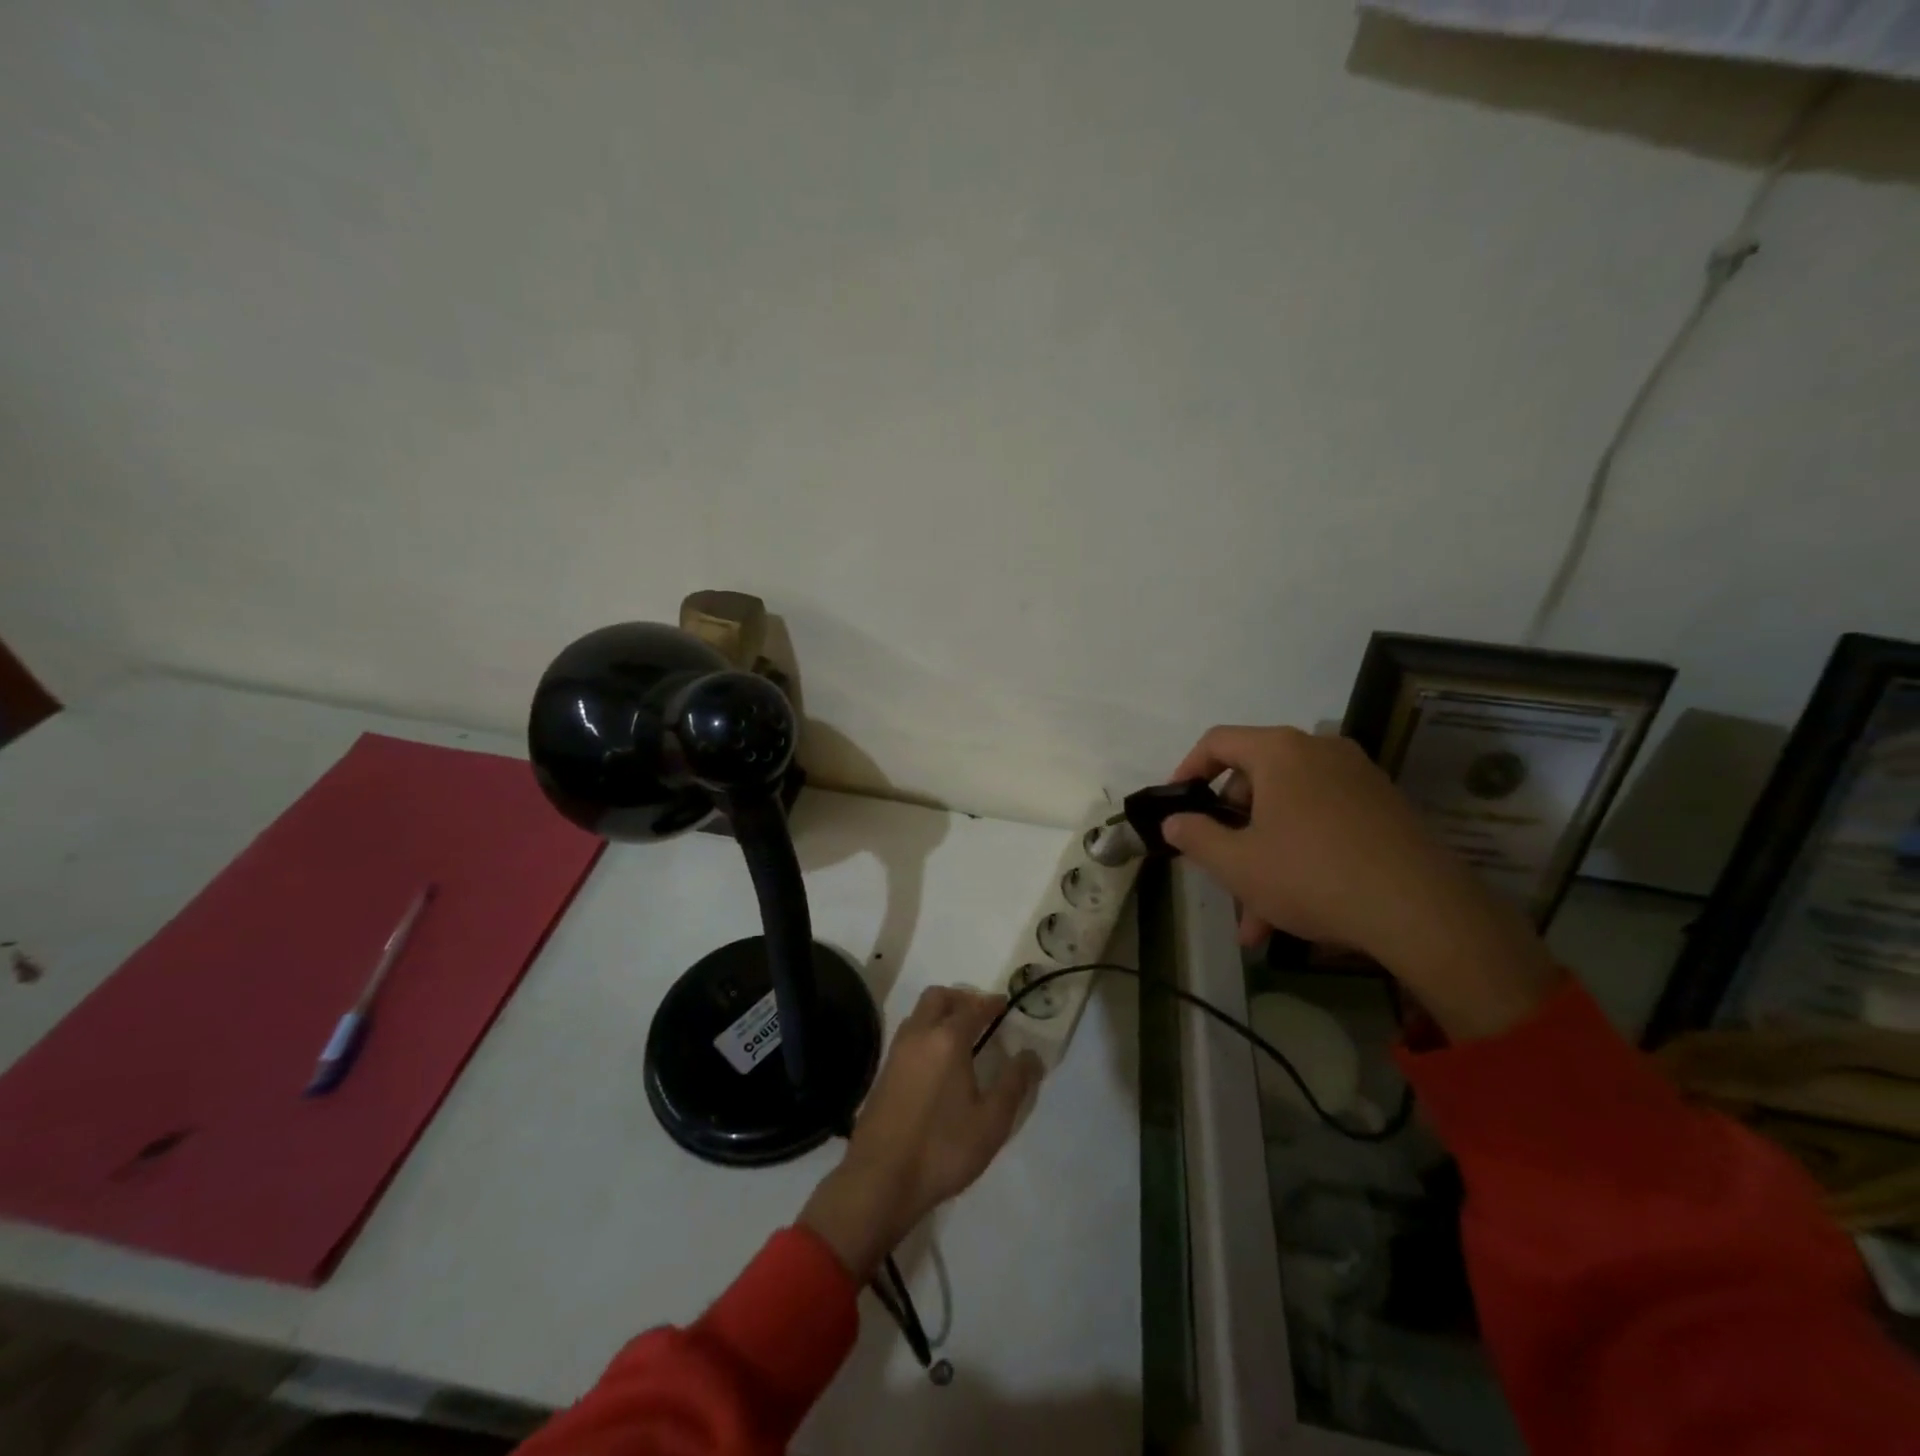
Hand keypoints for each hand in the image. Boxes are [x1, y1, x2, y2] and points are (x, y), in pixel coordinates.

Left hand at [800, 987, 1040, 1279]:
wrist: (880, 1179)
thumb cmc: (942, 1148)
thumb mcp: (991, 1122)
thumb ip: (1014, 1084)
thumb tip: (1031, 1055)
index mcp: (947, 1039)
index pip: (973, 1007)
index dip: (991, 1003)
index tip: (1005, 1005)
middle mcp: (918, 1035)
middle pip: (938, 997)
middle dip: (961, 998)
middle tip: (982, 1015)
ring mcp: (897, 1052)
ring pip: (919, 1014)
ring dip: (941, 1014)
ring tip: (963, 1037)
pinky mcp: (884, 1072)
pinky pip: (909, 1035)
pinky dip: (926, 1033)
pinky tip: (939, 1062)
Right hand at [1163, 725, 1557, 1041]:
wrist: (1422, 911)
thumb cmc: (1311, 874)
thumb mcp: (1236, 863)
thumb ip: (1195, 837)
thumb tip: (1173, 821)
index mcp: (1281, 751)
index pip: (1218, 741)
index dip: (1188, 770)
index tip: (1177, 806)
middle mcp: (1321, 751)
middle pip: (1256, 780)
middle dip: (1231, 831)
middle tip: (1219, 871)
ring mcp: (1358, 779)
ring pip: (1290, 812)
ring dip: (1264, 856)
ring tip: (1255, 920)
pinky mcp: (1385, 809)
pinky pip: (1324, 823)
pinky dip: (1301, 855)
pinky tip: (1296, 911)